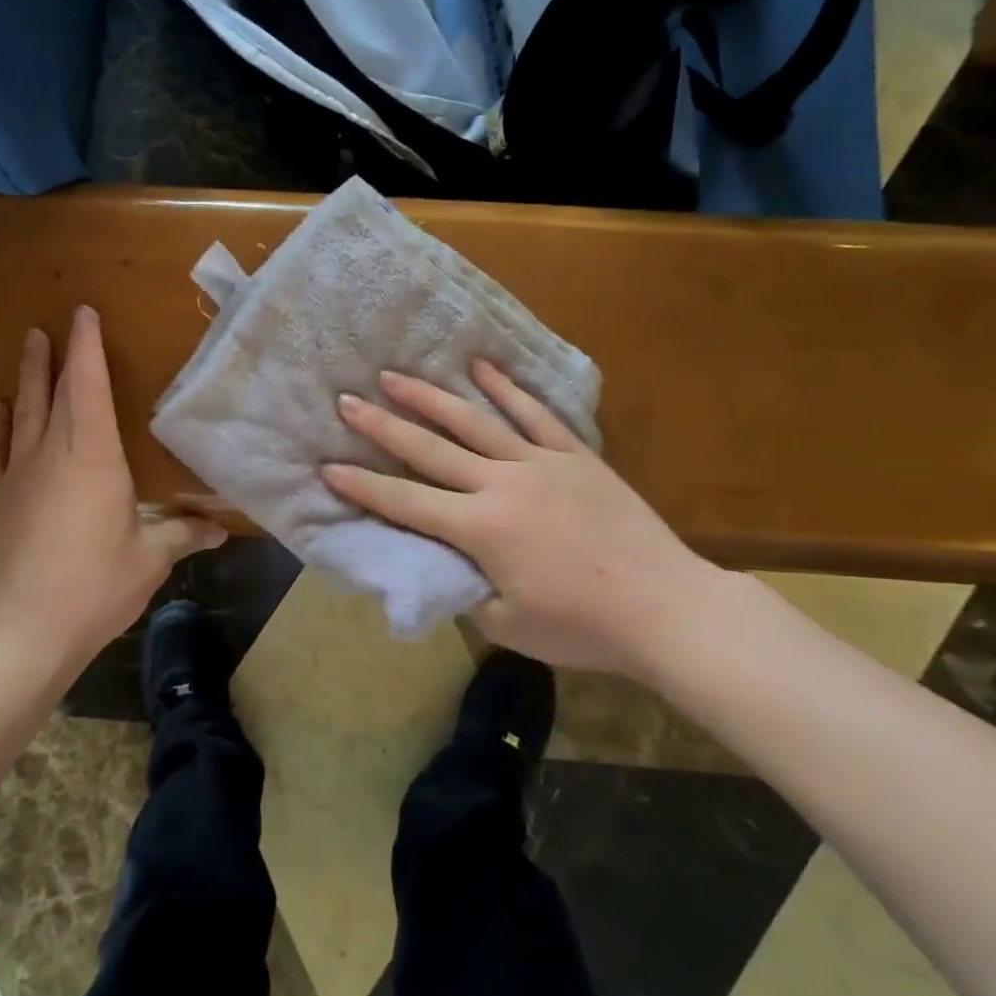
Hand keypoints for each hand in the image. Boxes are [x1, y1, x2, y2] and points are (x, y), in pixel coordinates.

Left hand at [0, 306, 226, 671]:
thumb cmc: (94, 590)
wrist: (20, 634)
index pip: (89, 387)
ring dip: (25, 378)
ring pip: (20, 412)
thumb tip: (222, 529)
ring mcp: (14, 475)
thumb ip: (183, 535)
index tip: (83, 313)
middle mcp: (51, 454)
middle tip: (52, 325)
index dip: (86, 347)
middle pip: (51, 391)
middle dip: (54, 355)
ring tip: (28, 346)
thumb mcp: (149, 561)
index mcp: (94, 458)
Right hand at [323, 360, 728, 674]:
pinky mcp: (574, 455)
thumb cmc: (584, 628)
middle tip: (346, 401)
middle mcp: (500, 485)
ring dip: (430, 397)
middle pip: (430, 449)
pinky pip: (533, 414)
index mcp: (480, 529)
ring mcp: (539, 463)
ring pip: (474, 421)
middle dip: (382, 427)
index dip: (363, 487)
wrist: (667, 609)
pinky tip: (479, 367)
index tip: (328, 467)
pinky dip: (505, 388)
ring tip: (395, 376)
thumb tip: (445, 567)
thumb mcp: (508, 625)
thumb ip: (466, 592)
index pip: (406, 503)